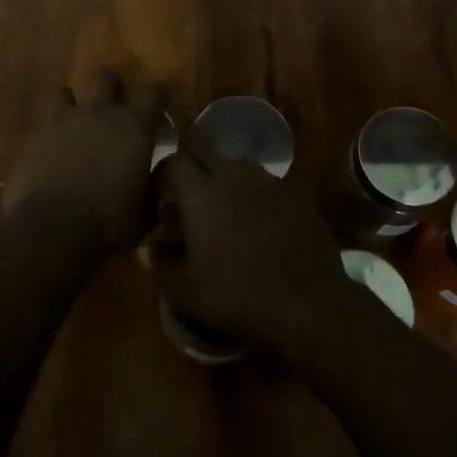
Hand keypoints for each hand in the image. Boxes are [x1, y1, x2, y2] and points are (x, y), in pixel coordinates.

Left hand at [4, 69, 165, 254]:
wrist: (50, 231)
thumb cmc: (108, 223)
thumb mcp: (144, 212)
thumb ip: (152, 186)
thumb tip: (156, 175)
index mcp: (134, 126)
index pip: (154, 93)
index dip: (159, 97)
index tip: (160, 108)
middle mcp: (99, 113)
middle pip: (105, 77)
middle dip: (111, 88)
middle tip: (113, 109)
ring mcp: (61, 121)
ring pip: (63, 91)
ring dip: (70, 104)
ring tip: (73, 124)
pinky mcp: (32, 137)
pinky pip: (41, 122)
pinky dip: (48, 132)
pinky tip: (50, 150)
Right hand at [153, 149, 354, 356]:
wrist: (307, 303)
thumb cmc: (237, 295)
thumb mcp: (185, 291)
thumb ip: (160, 264)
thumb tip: (148, 248)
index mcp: (202, 192)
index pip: (173, 161)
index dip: (162, 173)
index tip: (159, 194)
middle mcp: (235, 175)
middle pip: (207, 152)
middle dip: (193, 167)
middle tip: (188, 196)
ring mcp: (270, 182)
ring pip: (239, 165)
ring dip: (225, 178)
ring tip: (223, 206)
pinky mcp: (297, 194)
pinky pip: (267, 183)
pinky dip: (255, 193)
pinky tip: (258, 220)